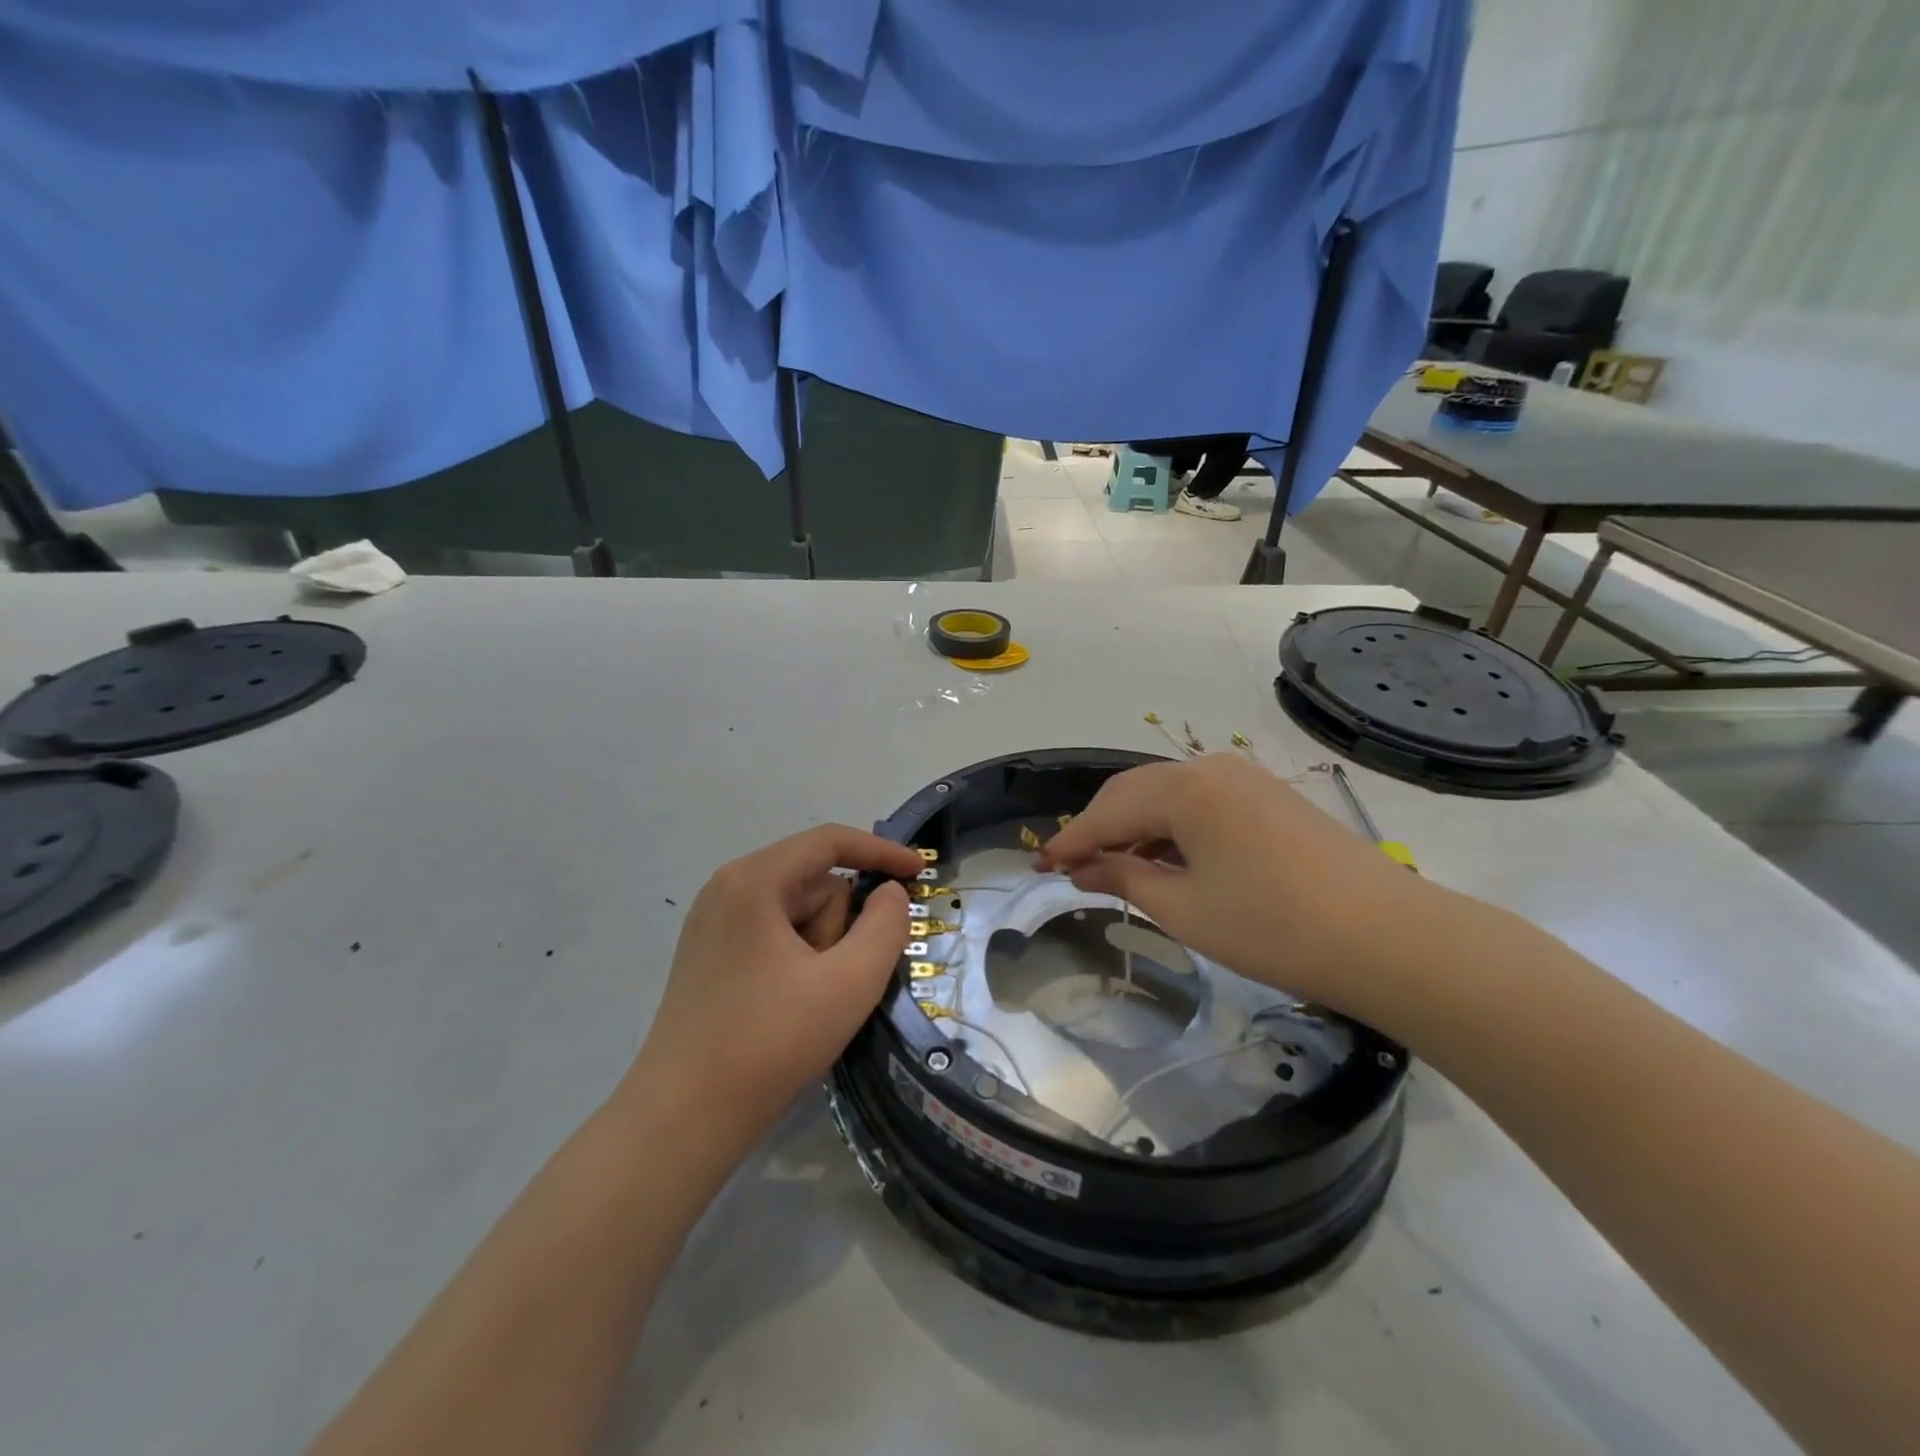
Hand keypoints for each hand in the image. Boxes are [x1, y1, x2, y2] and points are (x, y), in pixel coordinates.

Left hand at [623, 826, 921, 1151]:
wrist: (682, 1121)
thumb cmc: (770, 1043)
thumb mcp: (850, 982)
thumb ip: (886, 925)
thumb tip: (890, 893)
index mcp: (753, 881)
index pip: (829, 842)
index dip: (881, 852)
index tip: (920, 873)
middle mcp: (727, 889)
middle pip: (813, 883)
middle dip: (840, 926)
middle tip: (835, 981)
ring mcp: (713, 923)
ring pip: (796, 913)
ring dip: (820, 948)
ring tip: (808, 1002)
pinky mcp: (709, 956)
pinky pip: (773, 936)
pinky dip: (798, 961)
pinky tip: (790, 1008)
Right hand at [1037, 755, 1451, 1014]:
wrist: (1389, 938)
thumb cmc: (1272, 927)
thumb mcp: (1185, 909)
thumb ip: (1125, 878)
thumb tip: (1081, 868)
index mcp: (1184, 788)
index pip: (1108, 811)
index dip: (1071, 840)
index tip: (1039, 866)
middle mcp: (1210, 768)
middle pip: (1134, 792)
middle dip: (1099, 828)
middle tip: (1070, 866)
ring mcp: (1244, 778)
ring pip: (1168, 795)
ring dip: (1136, 827)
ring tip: (1113, 865)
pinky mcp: (1268, 796)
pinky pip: (1201, 803)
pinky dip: (1172, 828)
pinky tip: (1166, 858)